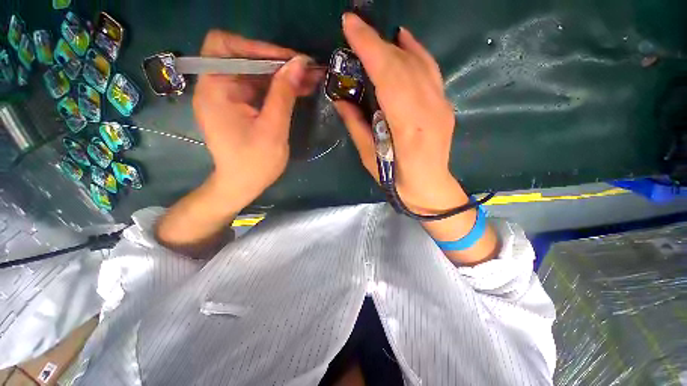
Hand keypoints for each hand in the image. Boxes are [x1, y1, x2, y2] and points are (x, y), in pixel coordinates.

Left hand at [194, 30, 319, 211]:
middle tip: (306, 70)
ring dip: (281, 75)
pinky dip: (277, 88)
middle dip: (276, 62)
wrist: (242, 186)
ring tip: (309, 79)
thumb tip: (299, 63)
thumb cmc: (255, 162)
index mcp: (215, 90)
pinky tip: (298, 90)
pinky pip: (258, 89)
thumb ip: (284, 94)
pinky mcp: (238, 107)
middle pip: (243, 59)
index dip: (258, 47)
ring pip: (255, 74)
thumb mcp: (273, 129)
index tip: (289, 60)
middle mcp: (216, 87)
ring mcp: (227, 97)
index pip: (226, 46)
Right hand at [335, 14, 464, 213]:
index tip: (349, 24)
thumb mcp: (370, 157)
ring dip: (393, 46)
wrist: (430, 187)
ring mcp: (441, 105)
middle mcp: (429, 110)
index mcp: (408, 127)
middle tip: (355, 29)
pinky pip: (431, 70)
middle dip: (377, 42)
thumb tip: (340, 98)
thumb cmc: (397, 180)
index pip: (388, 76)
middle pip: (403, 65)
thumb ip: (356, 125)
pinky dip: (417, 51)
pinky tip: (404, 40)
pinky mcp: (445, 105)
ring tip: (374, 36)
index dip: (369, 47)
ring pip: (418, 63)